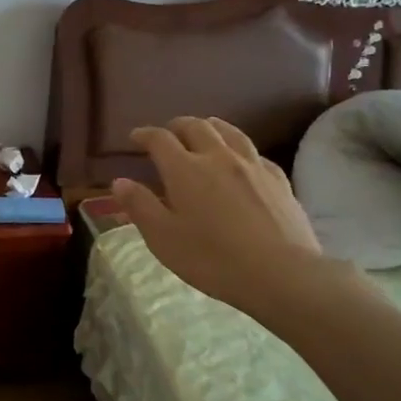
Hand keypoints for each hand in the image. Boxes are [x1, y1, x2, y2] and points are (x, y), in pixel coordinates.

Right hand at [112, 116, 359, 322]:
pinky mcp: (279, 180)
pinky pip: (255, 153)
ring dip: (210, 126)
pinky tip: (241, 161)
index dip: (145, 135)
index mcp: (185, 169)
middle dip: (177, 126)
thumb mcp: (163, 238)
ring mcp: (253, 165)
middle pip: (196, 126)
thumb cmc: (212, 259)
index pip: (160, 139)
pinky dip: (239, 149)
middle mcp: (218, 157)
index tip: (135, 137)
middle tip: (168, 134)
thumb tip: (120, 181)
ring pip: (229, 132)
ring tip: (203, 131)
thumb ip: (140, 206)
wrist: (281, 273)